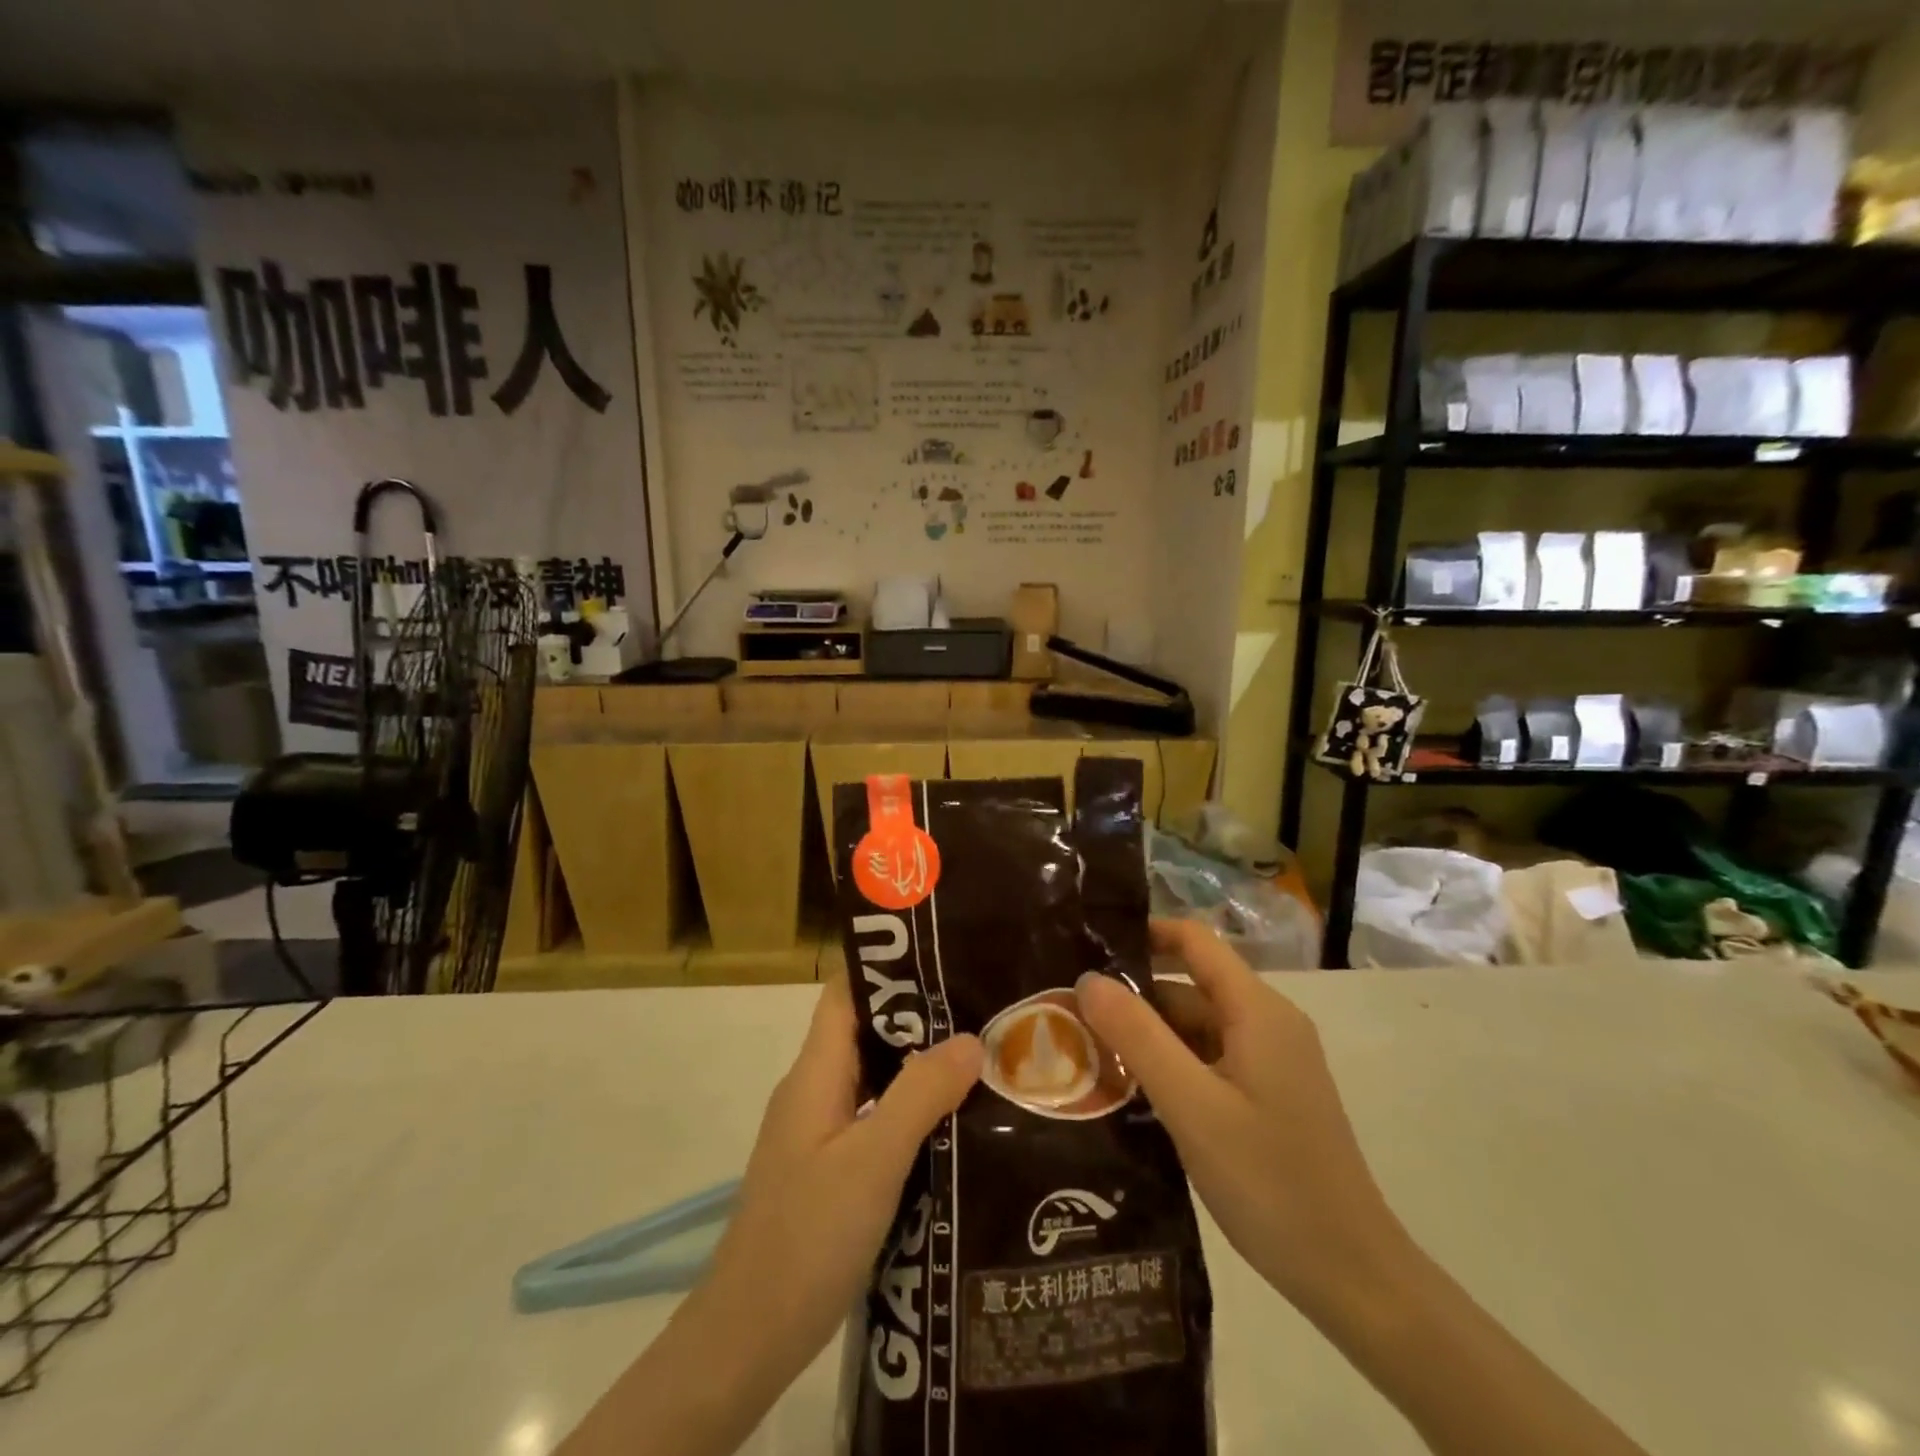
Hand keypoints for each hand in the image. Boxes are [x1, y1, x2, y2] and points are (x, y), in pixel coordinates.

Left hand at [698, 972, 982, 1389]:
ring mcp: (817, 1131)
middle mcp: (813, 1091)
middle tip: (981, 1007)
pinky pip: (872, 1115)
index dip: (888, 969)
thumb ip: (920, 1093)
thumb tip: (971, 1038)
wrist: (748, 1338)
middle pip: (864, 1030)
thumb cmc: (808, 1235)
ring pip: (871, 1076)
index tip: (943, 958)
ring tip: (978, 1056)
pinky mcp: (826, 1168)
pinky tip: (949, 1121)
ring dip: (916, 1063)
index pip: (846, 993)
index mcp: (815, 1073)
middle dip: (918, 1016)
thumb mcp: (873, 1159)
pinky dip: (908, 1107)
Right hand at [1079, 924, 1650, 1455]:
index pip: (1194, 941)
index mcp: (1257, 1010)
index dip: (1143, 934)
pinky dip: (1171, 1065)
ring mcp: (1271, 1061)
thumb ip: (1138, 1036)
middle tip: (1069, 1012)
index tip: (1089, 947)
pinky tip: (1131, 1091)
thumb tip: (1089, 977)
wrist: (1353, 1276)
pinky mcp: (1269, 1096)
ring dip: (1149, 1035)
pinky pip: (1210, 1060)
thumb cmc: (1270, 1182)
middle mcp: (1268, 1023)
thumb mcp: (1191, 1105)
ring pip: (1197, 1027)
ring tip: (1086, 1050)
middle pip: (1191, 986)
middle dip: (1134, 996)